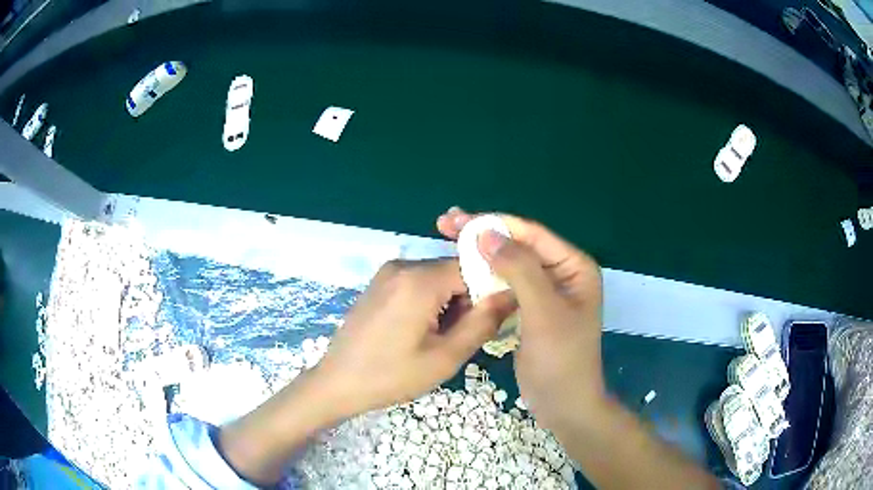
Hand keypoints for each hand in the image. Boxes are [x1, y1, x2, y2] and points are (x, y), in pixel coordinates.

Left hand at [315, 258, 515, 417]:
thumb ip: (484, 321)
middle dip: (467, 299)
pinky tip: (420, 331)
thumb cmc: (392, 375)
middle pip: (454, 270)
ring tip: (438, 338)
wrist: (337, 382)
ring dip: (449, 303)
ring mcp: (387, 272)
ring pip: (437, 277)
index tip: (490, 320)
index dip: (489, 290)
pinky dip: (429, 301)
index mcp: (419, 279)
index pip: (474, 266)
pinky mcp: (379, 283)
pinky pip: (417, 282)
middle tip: (460, 337)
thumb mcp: (446, 356)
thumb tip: (512, 293)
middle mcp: (403, 264)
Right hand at [437, 208, 605, 430]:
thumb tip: (486, 233)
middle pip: (518, 245)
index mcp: (574, 266)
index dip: (494, 224)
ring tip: (447, 239)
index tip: (456, 219)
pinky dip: (484, 276)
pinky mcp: (530, 309)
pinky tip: (462, 270)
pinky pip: (505, 285)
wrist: (563, 405)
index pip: (531, 234)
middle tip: (444, 223)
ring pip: (509, 264)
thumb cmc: (561, 359)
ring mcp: (545, 291)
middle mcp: (561, 272)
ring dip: (480, 253)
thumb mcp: (544, 312)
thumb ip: (519, 269)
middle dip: (483, 234)